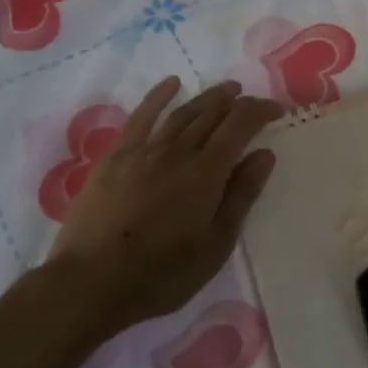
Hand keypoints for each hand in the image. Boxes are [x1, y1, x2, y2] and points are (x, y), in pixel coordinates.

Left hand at [46, 77, 282, 331]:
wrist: (90, 283)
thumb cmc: (163, 272)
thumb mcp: (216, 243)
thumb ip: (242, 194)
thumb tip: (265, 154)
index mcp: (207, 171)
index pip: (240, 124)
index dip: (261, 111)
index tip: (277, 110)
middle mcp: (178, 150)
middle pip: (213, 114)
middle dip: (238, 103)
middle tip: (253, 101)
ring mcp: (144, 150)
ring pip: (182, 113)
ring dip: (208, 98)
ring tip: (226, 90)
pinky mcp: (115, 157)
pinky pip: (141, 117)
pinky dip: (158, 97)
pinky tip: (170, 84)